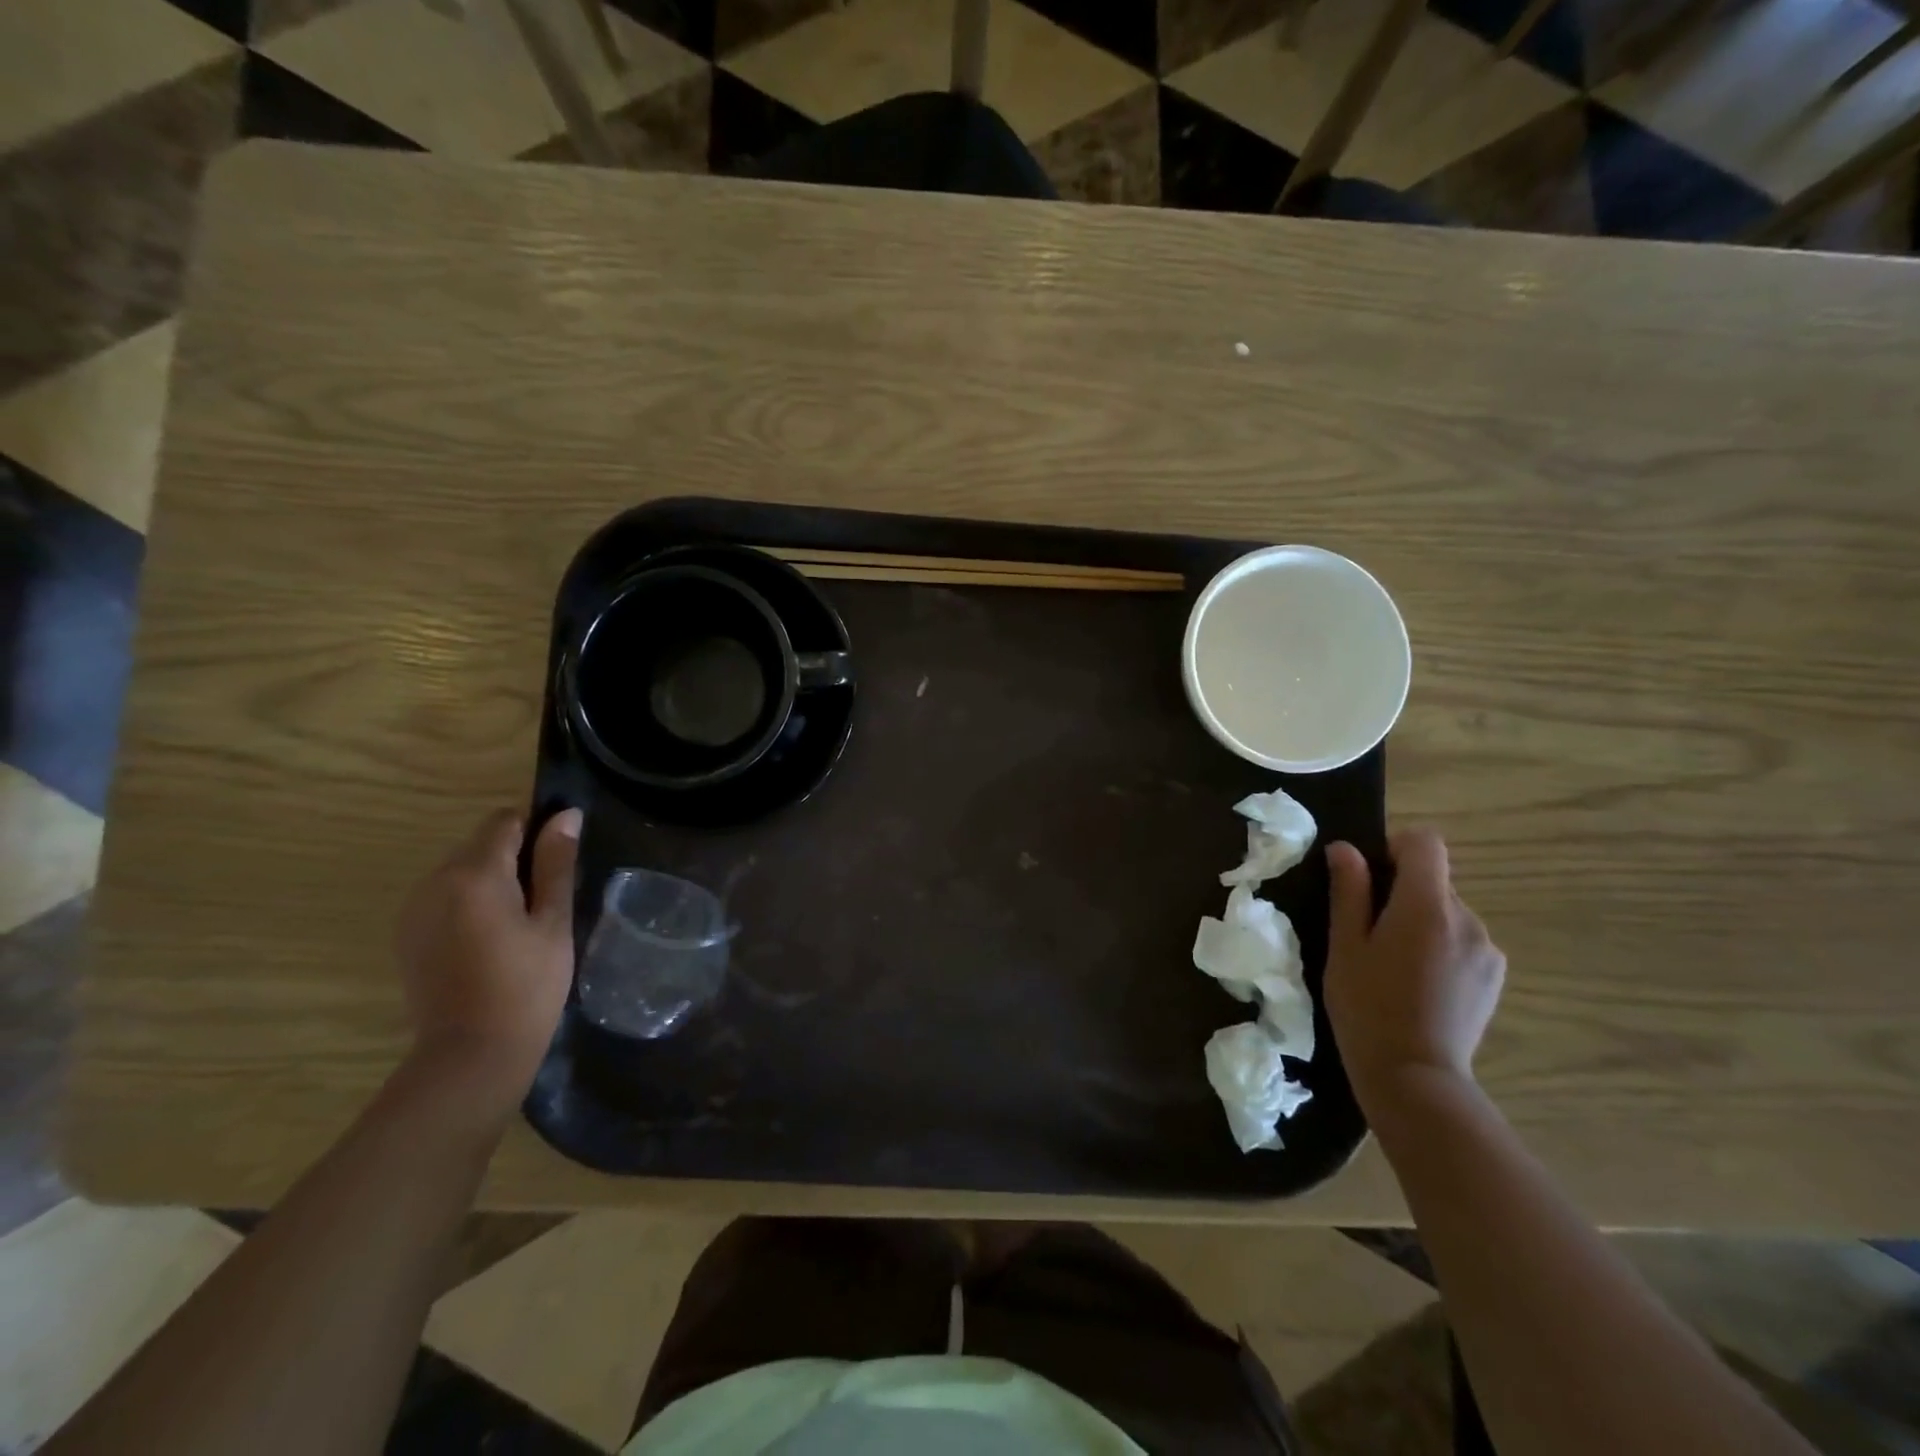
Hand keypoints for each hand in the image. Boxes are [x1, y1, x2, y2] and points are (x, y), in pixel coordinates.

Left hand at [394, 808, 580, 1112]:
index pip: (506, 821)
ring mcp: (414, 909)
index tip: (558, 864)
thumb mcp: (553, 921)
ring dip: (492, 882)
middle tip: (545, 902)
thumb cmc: (527, 985)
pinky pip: (444, 898)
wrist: (470, 1055)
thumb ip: (556, 863)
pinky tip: (489, 942)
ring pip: (462, 872)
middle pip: (481, 845)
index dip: (538, 831)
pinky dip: (469, 905)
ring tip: (519, 926)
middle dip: (514, 859)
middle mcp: (434, 881)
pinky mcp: (407, 935)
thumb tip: (566, 815)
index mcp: (474, 874)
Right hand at [1323, 828, 1504, 1114]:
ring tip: (1394, 965)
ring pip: (1447, 913)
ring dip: (1422, 923)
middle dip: (1401, 893)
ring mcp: (1487, 950)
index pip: (1425, 843)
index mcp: (1426, 905)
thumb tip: (1346, 849)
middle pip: (1434, 880)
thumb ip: (1349, 891)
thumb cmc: (1367, 1006)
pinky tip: (1419, 985)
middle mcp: (1467, 918)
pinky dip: (1440, 948)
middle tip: (1369, 933)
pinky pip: (1463, 941)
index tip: (1369, 876)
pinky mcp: (1495, 977)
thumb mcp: (1344, 945)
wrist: (1415, 1077)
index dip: (1395, 847)